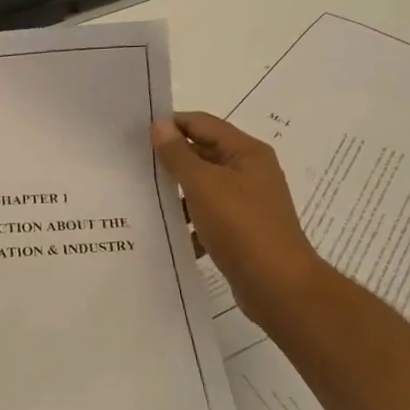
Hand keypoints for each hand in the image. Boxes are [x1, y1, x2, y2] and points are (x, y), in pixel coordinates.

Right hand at [151, 112, 322, 328]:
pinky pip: (209, 218)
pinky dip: (190, 223)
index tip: (135, 134)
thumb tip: (159, 125)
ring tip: (143, 199)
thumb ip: (178, 155)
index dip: (171, 124)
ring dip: (177, 193)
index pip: (202, 124)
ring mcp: (247, 203)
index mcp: (246, 153)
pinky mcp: (242, 232)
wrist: (277, 286)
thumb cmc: (242, 226)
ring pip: (204, 188)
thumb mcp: (204, 185)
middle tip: (132, 165)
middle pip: (203, 154)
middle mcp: (250, 172)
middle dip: (171, 159)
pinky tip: (168, 233)